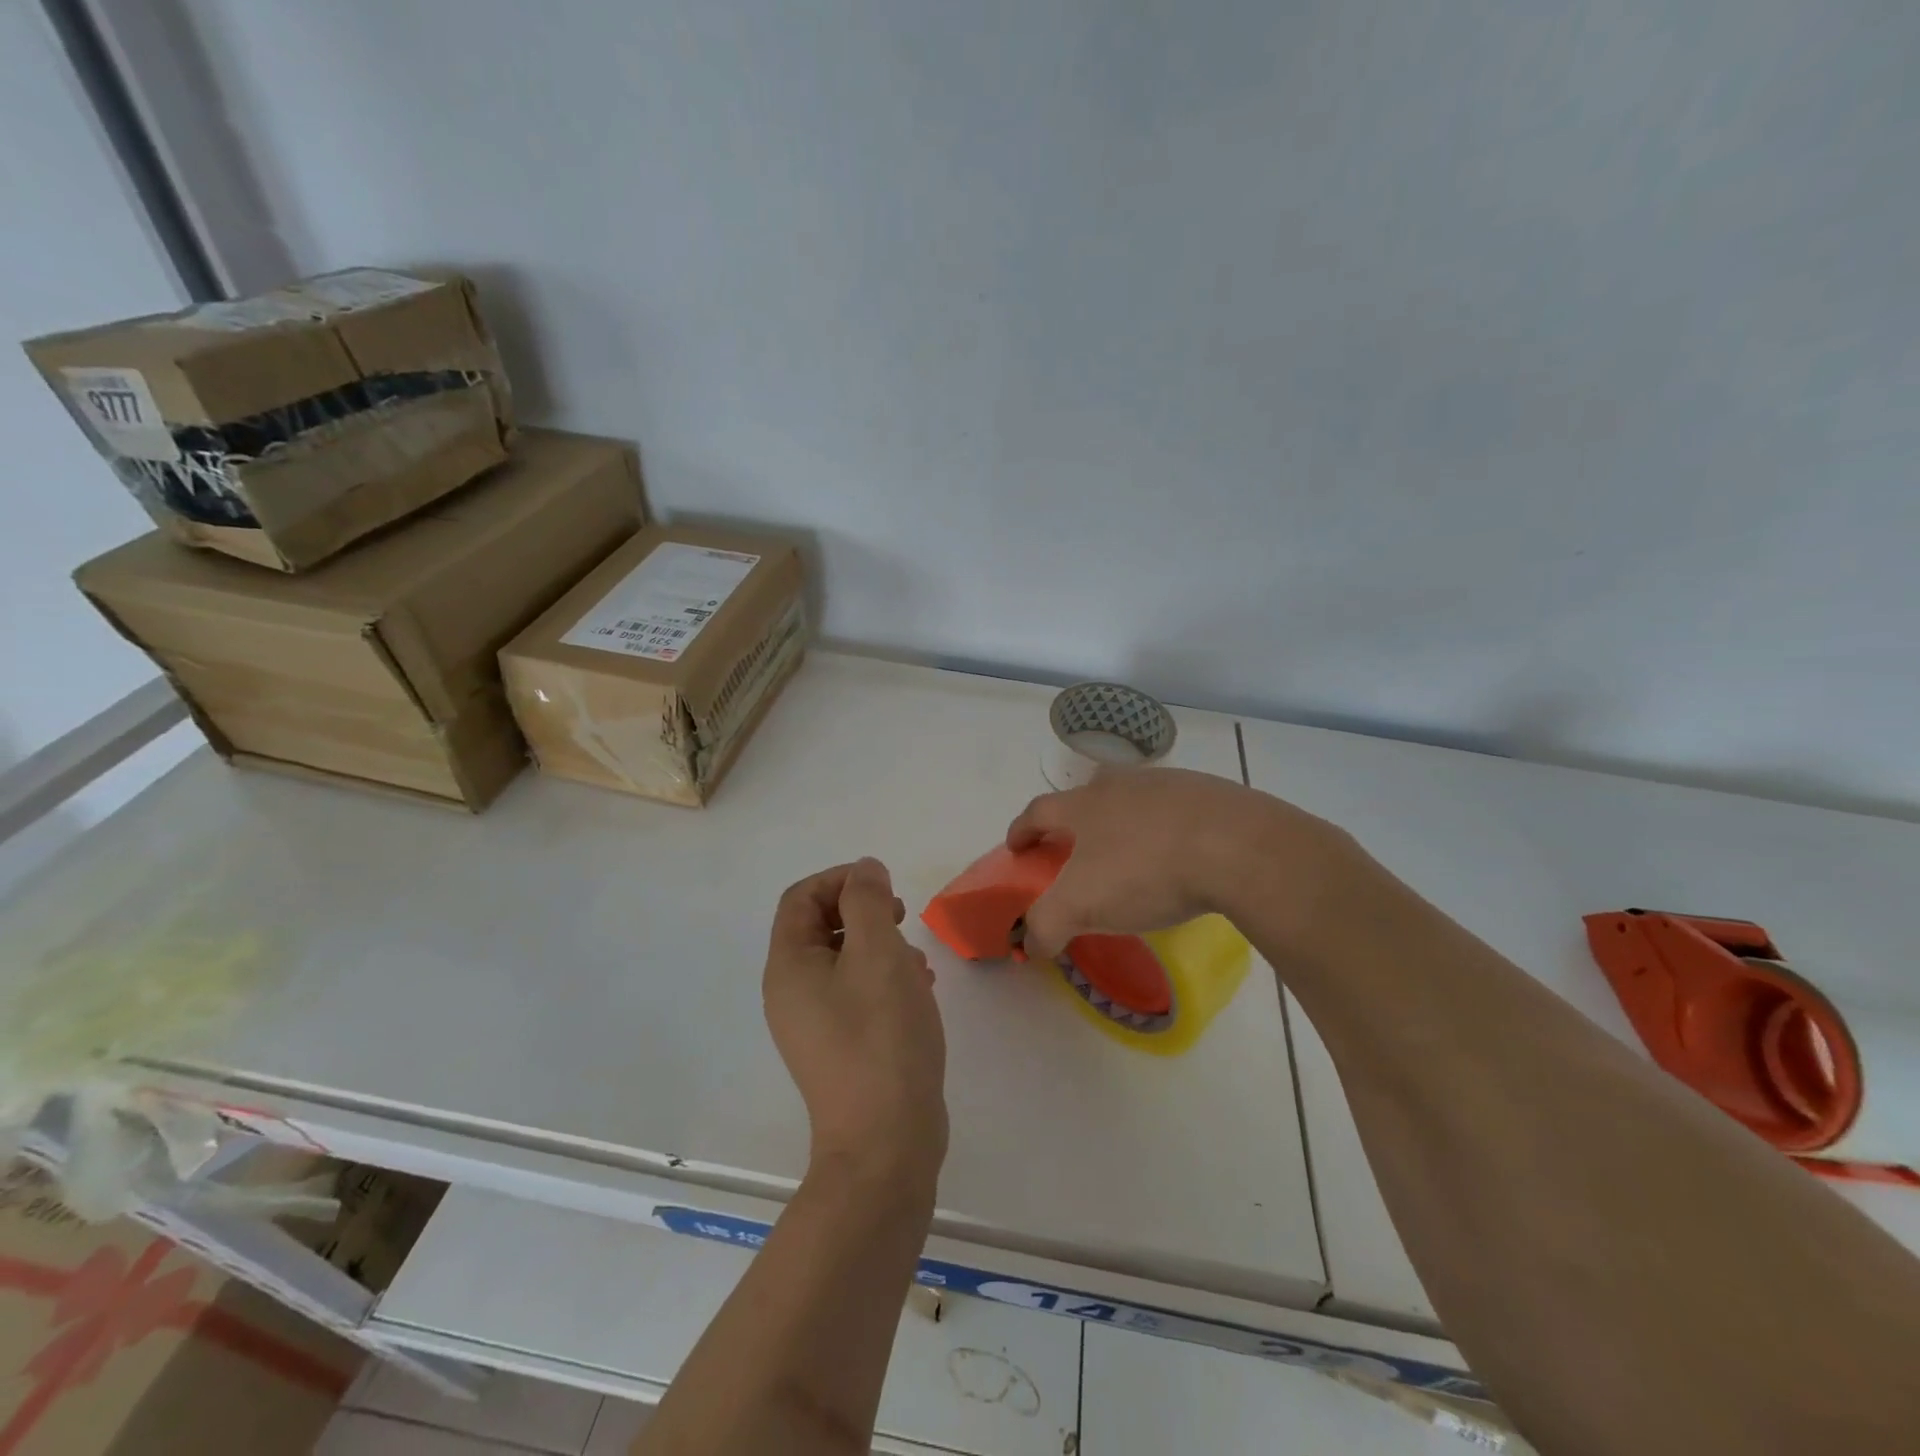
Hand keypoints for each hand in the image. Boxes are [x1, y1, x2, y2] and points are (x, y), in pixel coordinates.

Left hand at [763, 859, 947, 1189]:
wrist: (886, 1143)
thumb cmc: (881, 1036)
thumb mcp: (878, 953)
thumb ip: (868, 901)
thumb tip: (863, 870)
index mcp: (789, 966)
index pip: (801, 897)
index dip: (841, 879)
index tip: (885, 887)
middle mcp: (791, 992)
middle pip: (820, 927)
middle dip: (863, 912)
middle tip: (903, 917)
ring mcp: (813, 1024)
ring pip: (843, 960)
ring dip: (879, 946)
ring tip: (918, 961)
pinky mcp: (839, 1047)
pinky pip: (855, 993)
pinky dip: (883, 979)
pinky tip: (918, 992)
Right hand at [1006, 767, 1367, 960]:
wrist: (1237, 847)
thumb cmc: (1146, 871)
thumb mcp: (1081, 906)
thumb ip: (1045, 925)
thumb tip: (1028, 944)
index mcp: (1084, 804)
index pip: (1038, 811)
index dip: (1022, 830)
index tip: (1016, 849)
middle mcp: (1121, 784)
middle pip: (1086, 794)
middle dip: (1075, 819)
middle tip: (1077, 848)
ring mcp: (1168, 784)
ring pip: (1133, 799)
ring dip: (1124, 821)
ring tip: (1133, 855)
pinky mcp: (1211, 792)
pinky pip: (1177, 809)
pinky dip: (1168, 828)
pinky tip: (1182, 855)